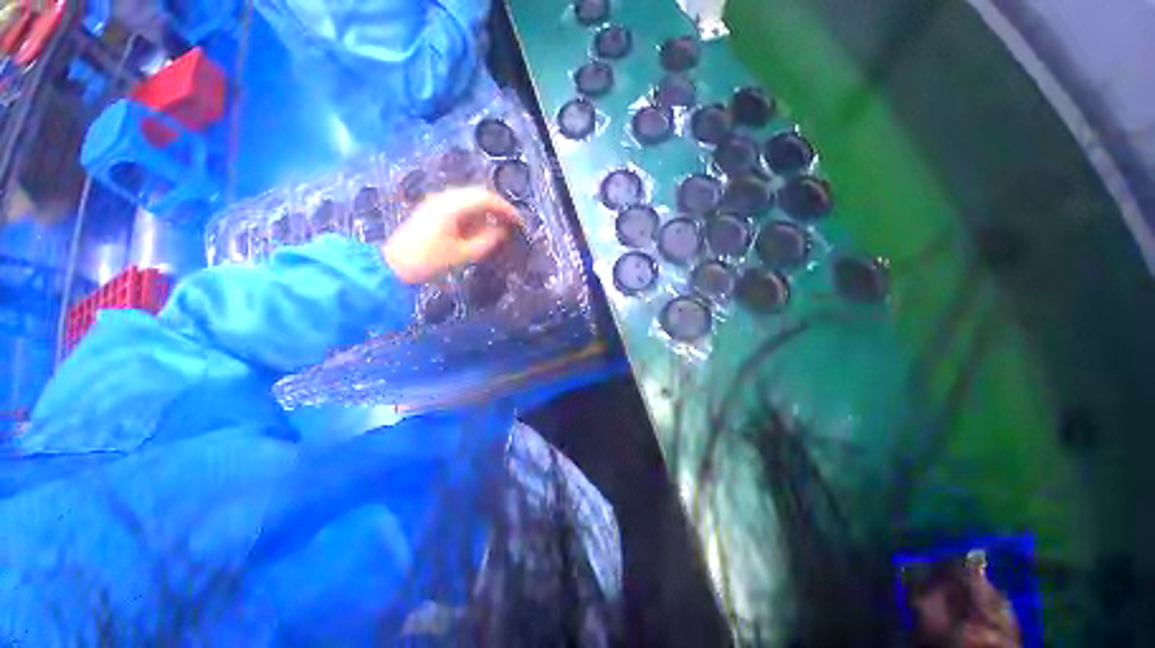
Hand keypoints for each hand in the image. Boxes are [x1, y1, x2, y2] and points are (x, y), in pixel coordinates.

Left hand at [382, 187, 520, 283]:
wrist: (394, 265)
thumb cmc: (430, 261)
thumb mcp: (464, 254)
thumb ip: (487, 240)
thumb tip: (502, 230)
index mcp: (452, 206)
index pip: (486, 199)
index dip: (506, 209)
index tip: (519, 222)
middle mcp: (444, 198)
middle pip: (478, 194)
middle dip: (498, 207)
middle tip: (512, 222)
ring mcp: (436, 202)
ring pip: (469, 198)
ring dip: (486, 209)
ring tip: (500, 225)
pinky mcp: (432, 210)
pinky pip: (459, 204)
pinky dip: (474, 212)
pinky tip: (480, 226)